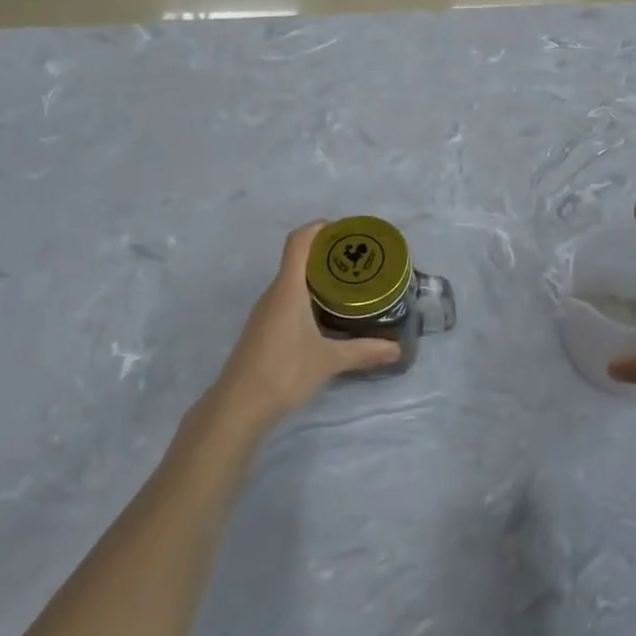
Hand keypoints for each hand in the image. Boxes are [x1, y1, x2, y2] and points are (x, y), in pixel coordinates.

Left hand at [215, 223, 401, 425]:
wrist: (237, 407)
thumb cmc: (283, 372)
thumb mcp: (329, 360)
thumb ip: (363, 351)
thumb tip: (397, 349)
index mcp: (288, 289)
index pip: (299, 242)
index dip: (319, 228)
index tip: (346, 230)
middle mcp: (274, 294)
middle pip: (298, 259)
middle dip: (327, 254)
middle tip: (359, 261)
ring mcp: (265, 312)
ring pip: (293, 282)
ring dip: (318, 277)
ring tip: (348, 285)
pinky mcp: (263, 330)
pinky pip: (288, 300)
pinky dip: (309, 297)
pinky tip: (327, 315)